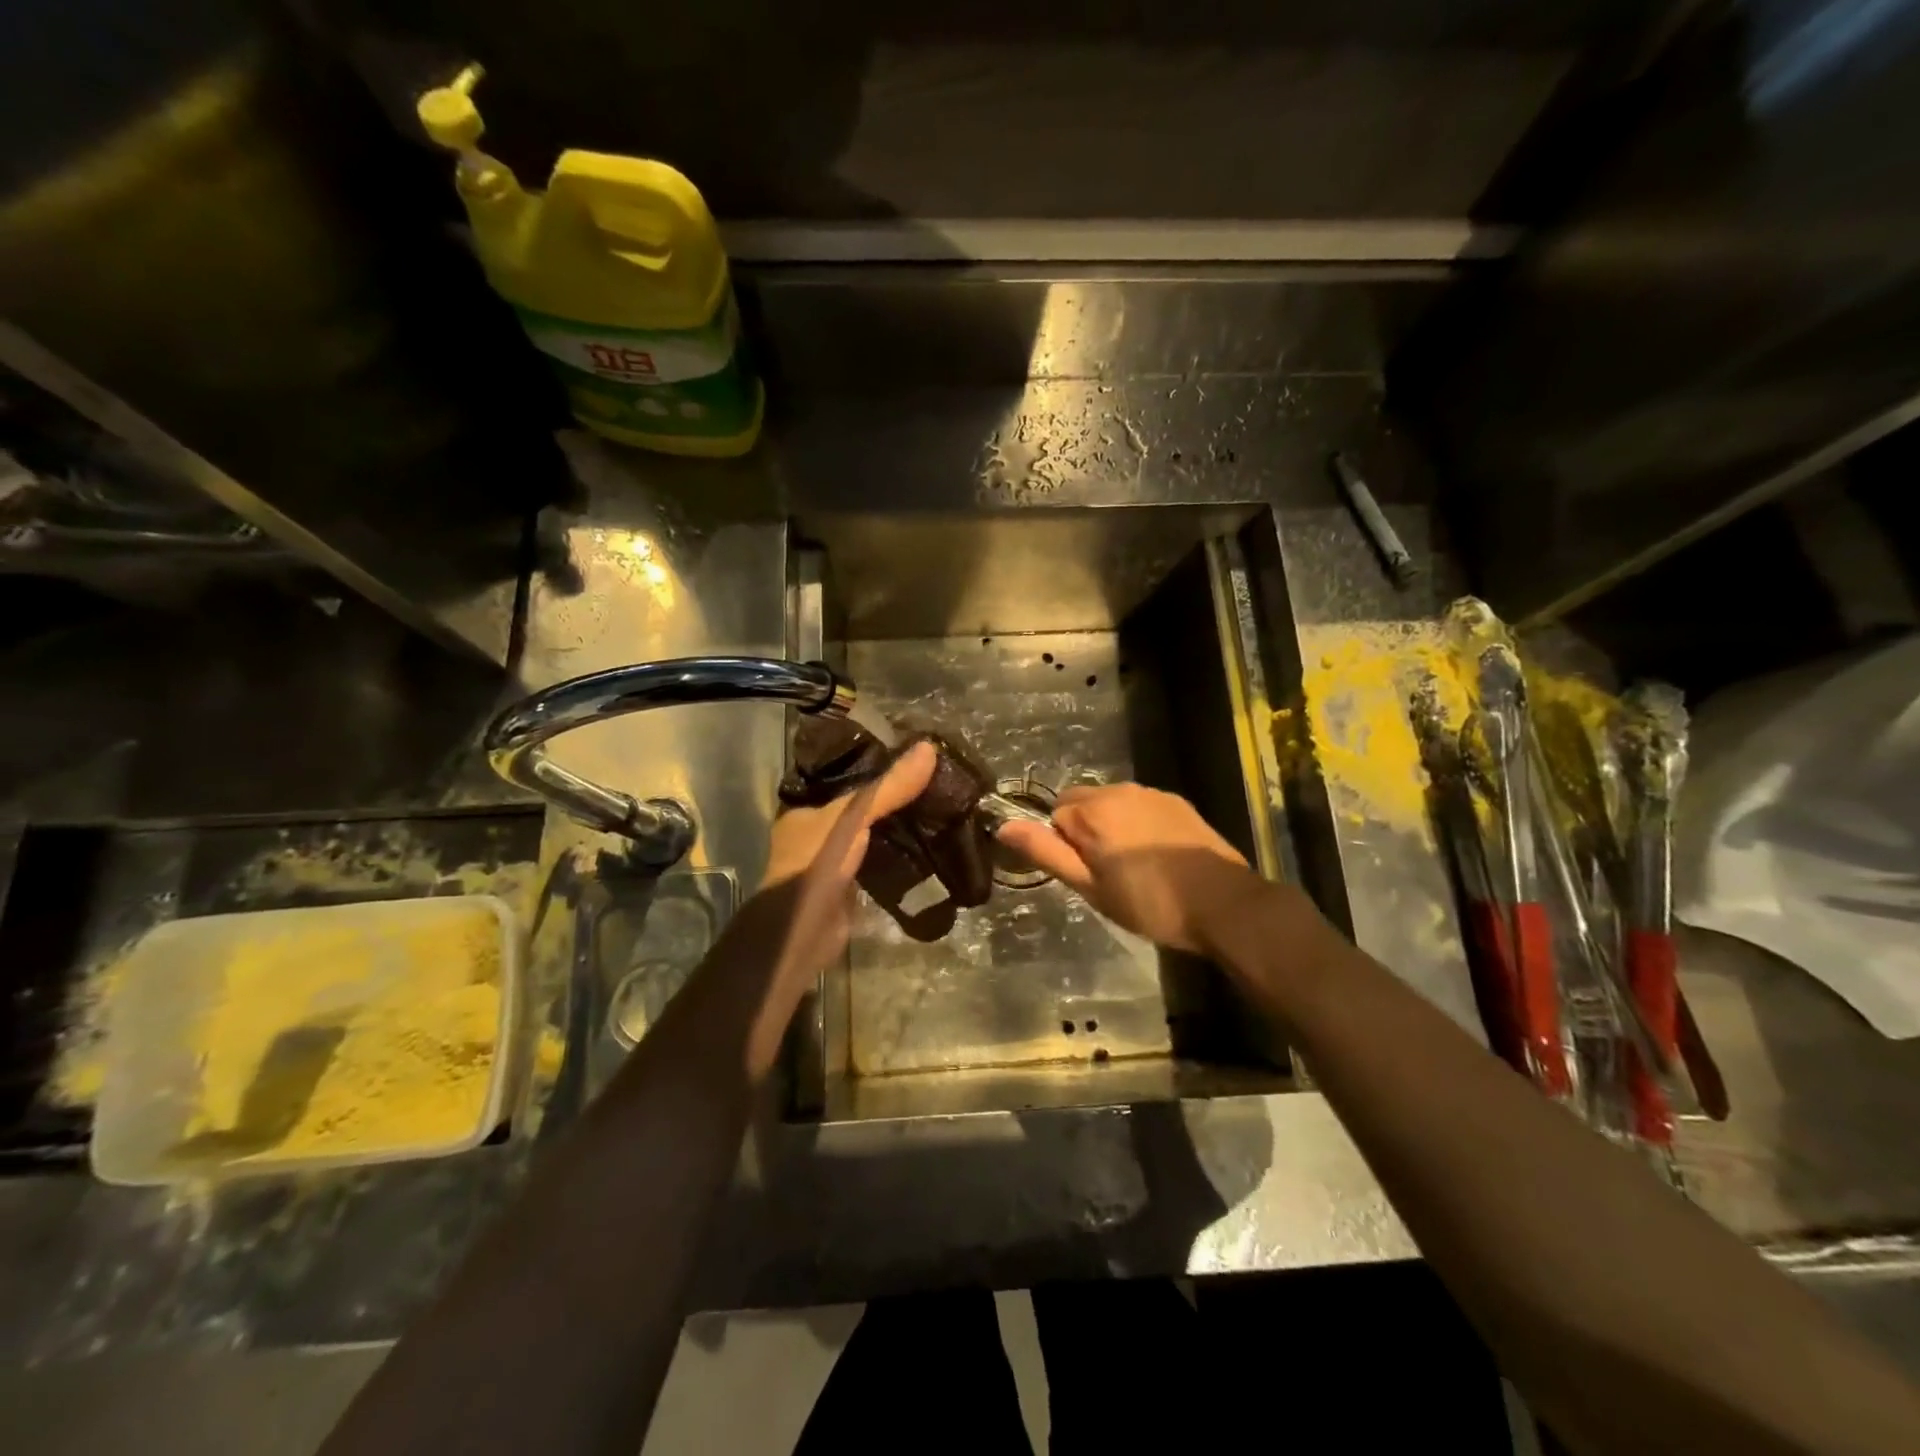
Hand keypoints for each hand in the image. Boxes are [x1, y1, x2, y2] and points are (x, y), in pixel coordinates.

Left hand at [725, 742, 936, 1074]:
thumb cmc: (818, 863)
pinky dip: (899, 854)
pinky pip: (878, 862)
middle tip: (933, 783)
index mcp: (806, 810)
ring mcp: (833, 862)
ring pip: (871, 835)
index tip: (911, 758)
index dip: (875, 767)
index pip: (844, 778)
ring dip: (898, 826)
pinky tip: (929, 846)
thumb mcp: (855, 816)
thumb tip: (929, 748)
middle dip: (892, 798)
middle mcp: (816, 833)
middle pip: (861, 807)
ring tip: (938, 809)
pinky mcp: (850, 886)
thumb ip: (889, 788)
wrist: (804, 932)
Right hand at [995, 783, 1259, 955]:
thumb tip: (1003, 825)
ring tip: (1134, 867)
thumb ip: (1045, 853)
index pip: (1054, 817)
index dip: (1065, 848)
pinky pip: (1139, 805)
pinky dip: (1137, 824)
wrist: (1223, 904)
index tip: (1087, 876)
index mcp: (1092, 811)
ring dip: (1111, 826)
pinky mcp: (1176, 801)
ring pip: (1111, 803)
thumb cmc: (1149, 903)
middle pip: (1081, 804)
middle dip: (1084, 831)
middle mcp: (1119, 790)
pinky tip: (1157, 855)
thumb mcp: (1089, 886)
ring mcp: (1151, 792)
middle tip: (1106, 873)